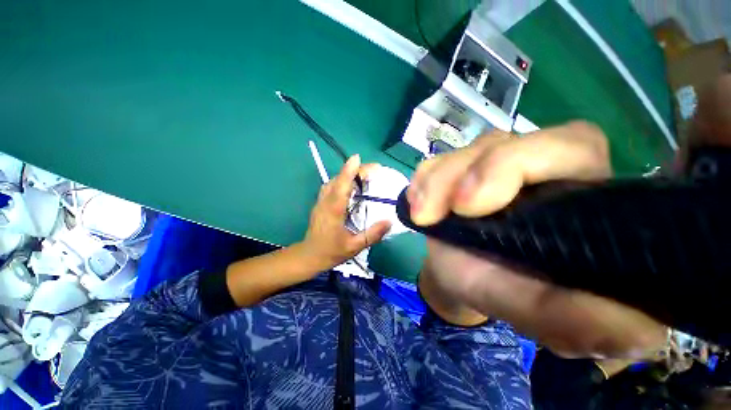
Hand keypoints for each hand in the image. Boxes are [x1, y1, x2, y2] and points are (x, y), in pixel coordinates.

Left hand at [300, 155, 391, 270]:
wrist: (310, 255)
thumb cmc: (332, 252)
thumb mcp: (355, 247)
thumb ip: (372, 234)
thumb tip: (389, 221)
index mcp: (334, 211)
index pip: (341, 186)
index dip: (349, 171)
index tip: (358, 158)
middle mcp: (326, 202)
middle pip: (339, 179)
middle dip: (355, 170)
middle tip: (374, 170)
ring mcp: (321, 201)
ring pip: (333, 181)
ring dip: (348, 174)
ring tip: (364, 175)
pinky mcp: (320, 203)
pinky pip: (331, 186)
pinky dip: (342, 180)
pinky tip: (350, 184)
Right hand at [413, 122, 666, 357]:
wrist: (455, 276)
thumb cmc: (495, 289)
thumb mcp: (528, 310)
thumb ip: (573, 320)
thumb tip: (644, 334)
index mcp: (573, 197)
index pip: (571, 145)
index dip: (522, 162)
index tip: (473, 207)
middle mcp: (534, 170)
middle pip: (507, 140)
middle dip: (472, 169)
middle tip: (448, 209)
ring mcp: (489, 164)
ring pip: (464, 151)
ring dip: (437, 182)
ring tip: (423, 216)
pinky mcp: (455, 169)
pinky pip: (436, 160)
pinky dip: (423, 180)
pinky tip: (416, 203)